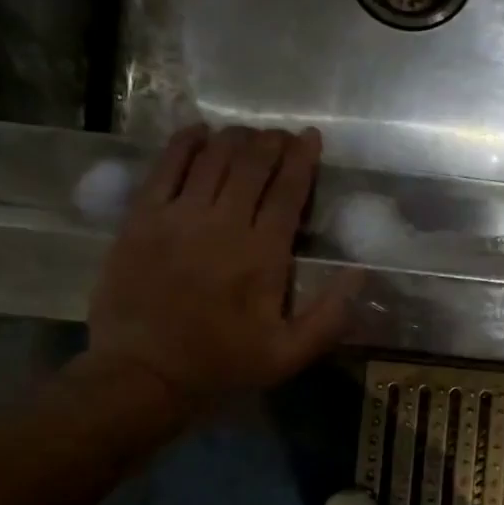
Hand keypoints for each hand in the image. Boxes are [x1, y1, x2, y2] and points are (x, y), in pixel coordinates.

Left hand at [83, 125, 358, 411]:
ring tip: (247, 134)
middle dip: (272, 142)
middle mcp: (224, 223)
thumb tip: (361, 273)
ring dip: (236, 138)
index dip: (303, 158)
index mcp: (263, 254)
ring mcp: (179, 216)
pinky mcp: (142, 217)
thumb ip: (329, 315)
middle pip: (252, 164)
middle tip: (282, 136)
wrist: (143, 373)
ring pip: (213, 157)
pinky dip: (185, 142)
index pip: (289, 190)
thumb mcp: (289, 354)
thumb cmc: (221, 364)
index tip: (311, 137)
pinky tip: (198, 132)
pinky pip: (166, 166)